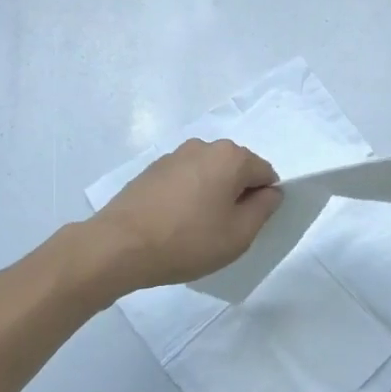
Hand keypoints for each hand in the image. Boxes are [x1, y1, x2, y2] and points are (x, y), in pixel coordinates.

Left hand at [88, 139, 281, 290]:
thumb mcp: (238, 235)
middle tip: (223, 231)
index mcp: (230, 157)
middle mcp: (204, 146)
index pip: (265, 174)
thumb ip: (263, 209)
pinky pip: (184, 180)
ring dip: (210, 195)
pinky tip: (174, 223)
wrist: (120, 245)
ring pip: (208, 174)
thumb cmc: (188, 241)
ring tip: (195, 230)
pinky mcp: (152, 169)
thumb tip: (271, 192)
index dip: (263, 201)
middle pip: (236, 170)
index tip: (247, 227)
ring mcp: (174, 155)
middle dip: (236, 195)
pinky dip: (187, 196)